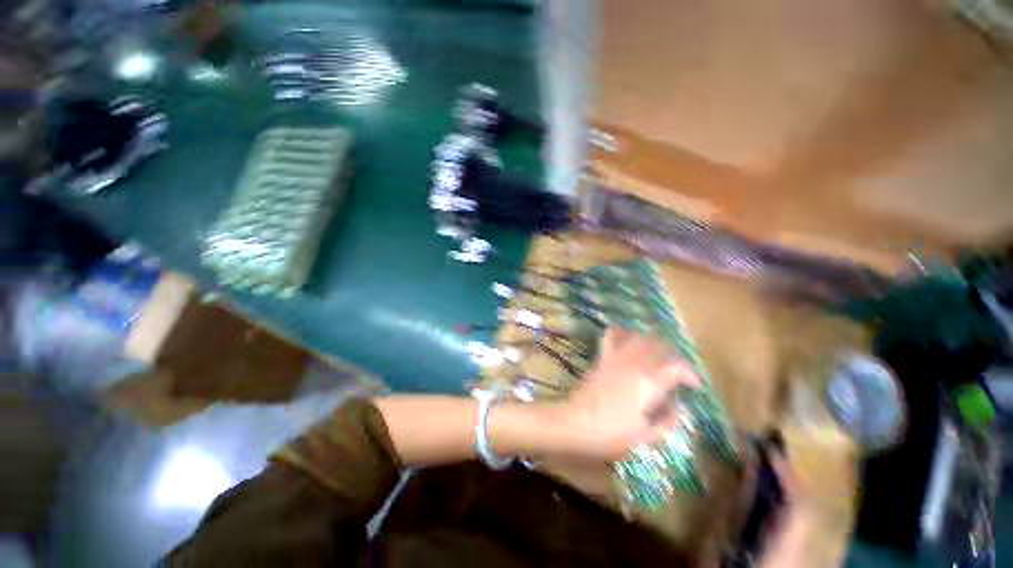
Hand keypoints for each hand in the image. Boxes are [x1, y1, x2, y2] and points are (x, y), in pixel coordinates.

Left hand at [553, 328, 700, 461]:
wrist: (575, 423)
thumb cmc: (611, 435)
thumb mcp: (646, 436)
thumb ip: (668, 420)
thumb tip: (679, 406)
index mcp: (649, 383)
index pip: (677, 367)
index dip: (691, 374)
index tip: (695, 386)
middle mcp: (635, 363)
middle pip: (661, 348)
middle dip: (675, 358)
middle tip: (679, 373)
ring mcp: (616, 357)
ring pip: (640, 338)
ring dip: (654, 344)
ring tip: (659, 357)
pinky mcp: (602, 357)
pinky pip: (613, 336)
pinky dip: (624, 332)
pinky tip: (630, 338)